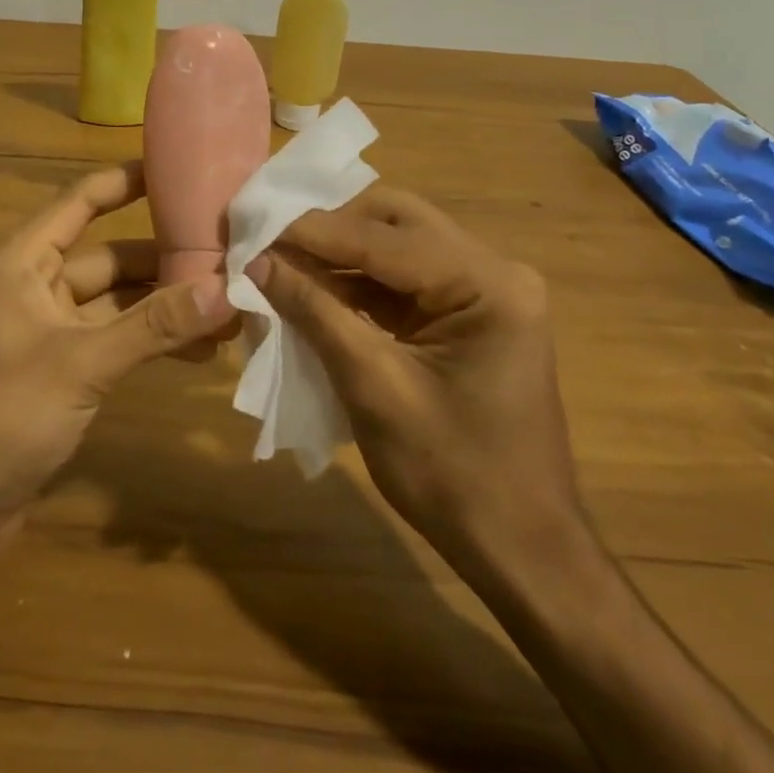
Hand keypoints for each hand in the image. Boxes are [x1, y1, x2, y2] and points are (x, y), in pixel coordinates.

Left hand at [0, 161, 237, 540]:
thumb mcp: (81, 362)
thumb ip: (154, 325)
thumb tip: (226, 290)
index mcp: (22, 261)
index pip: (80, 202)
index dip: (126, 181)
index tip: (181, 167)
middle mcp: (35, 287)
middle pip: (110, 257)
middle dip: (167, 260)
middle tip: (231, 257)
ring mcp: (48, 332)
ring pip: (118, 304)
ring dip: (166, 307)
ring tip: (231, 310)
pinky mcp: (61, 373)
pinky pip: (115, 342)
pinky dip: (151, 343)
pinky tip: (200, 352)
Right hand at [247, 185, 584, 583]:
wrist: (520, 550)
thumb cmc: (453, 476)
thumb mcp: (374, 388)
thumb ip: (315, 313)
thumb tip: (257, 260)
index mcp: (489, 285)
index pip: (385, 238)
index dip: (313, 230)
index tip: (252, 225)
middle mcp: (495, 272)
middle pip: (398, 222)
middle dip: (331, 228)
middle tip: (272, 241)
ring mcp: (486, 292)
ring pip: (398, 245)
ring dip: (340, 254)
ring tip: (281, 262)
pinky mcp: (469, 315)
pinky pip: (403, 280)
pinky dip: (357, 282)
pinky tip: (315, 290)